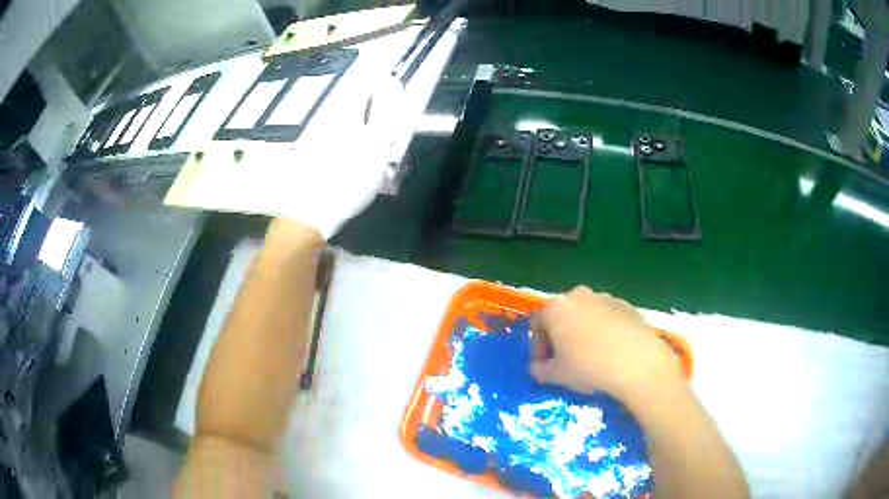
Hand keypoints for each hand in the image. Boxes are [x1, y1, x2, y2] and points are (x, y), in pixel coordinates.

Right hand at [530, 286, 682, 399]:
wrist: (635, 361)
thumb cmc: (587, 366)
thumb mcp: (556, 375)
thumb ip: (541, 370)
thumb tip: (538, 368)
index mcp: (556, 307)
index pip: (537, 324)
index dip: (537, 347)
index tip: (543, 365)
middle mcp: (579, 295)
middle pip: (563, 315)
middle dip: (561, 337)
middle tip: (565, 360)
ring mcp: (606, 298)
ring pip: (587, 316)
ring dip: (583, 333)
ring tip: (591, 358)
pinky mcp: (627, 306)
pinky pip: (608, 319)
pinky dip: (605, 332)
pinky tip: (612, 353)